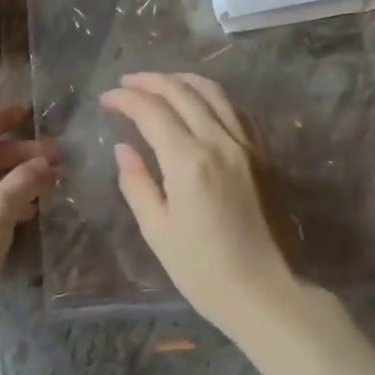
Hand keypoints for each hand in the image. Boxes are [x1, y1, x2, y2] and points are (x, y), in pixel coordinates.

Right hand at [101, 72, 301, 335]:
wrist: (269, 293)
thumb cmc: (204, 271)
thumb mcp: (158, 231)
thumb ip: (137, 184)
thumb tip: (124, 149)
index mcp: (189, 160)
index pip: (151, 110)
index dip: (125, 99)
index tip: (106, 100)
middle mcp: (220, 141)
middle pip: (182, 92)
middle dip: (151, 81)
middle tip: (127, 83)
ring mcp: (247, 145)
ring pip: (214, 93)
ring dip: (183, 81)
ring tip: (162, 83)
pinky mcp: (264, 155)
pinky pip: (236, 111)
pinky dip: (213, 97)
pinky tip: (202, 104)